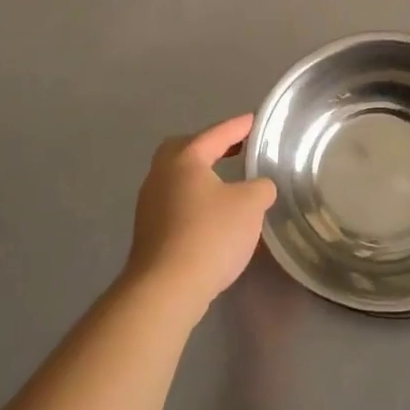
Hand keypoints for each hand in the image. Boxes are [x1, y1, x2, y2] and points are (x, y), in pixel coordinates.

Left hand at [123, 114, 277, 318]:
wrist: (166, 289)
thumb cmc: (210, 235)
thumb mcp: (251, 205)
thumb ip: (261, 187)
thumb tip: (259, 188)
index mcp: (185, 159)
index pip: (216, 134)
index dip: (238, 126)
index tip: (255, 120)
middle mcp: (161, 176)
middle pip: (184, 150)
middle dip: (209, 147)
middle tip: (234, 150)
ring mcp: (150, 205)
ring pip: (177, 178)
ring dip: (201, 176)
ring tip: (228, 183)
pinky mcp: (149, 232)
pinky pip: (175, 203)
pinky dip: (195, 200)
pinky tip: (213, 215)